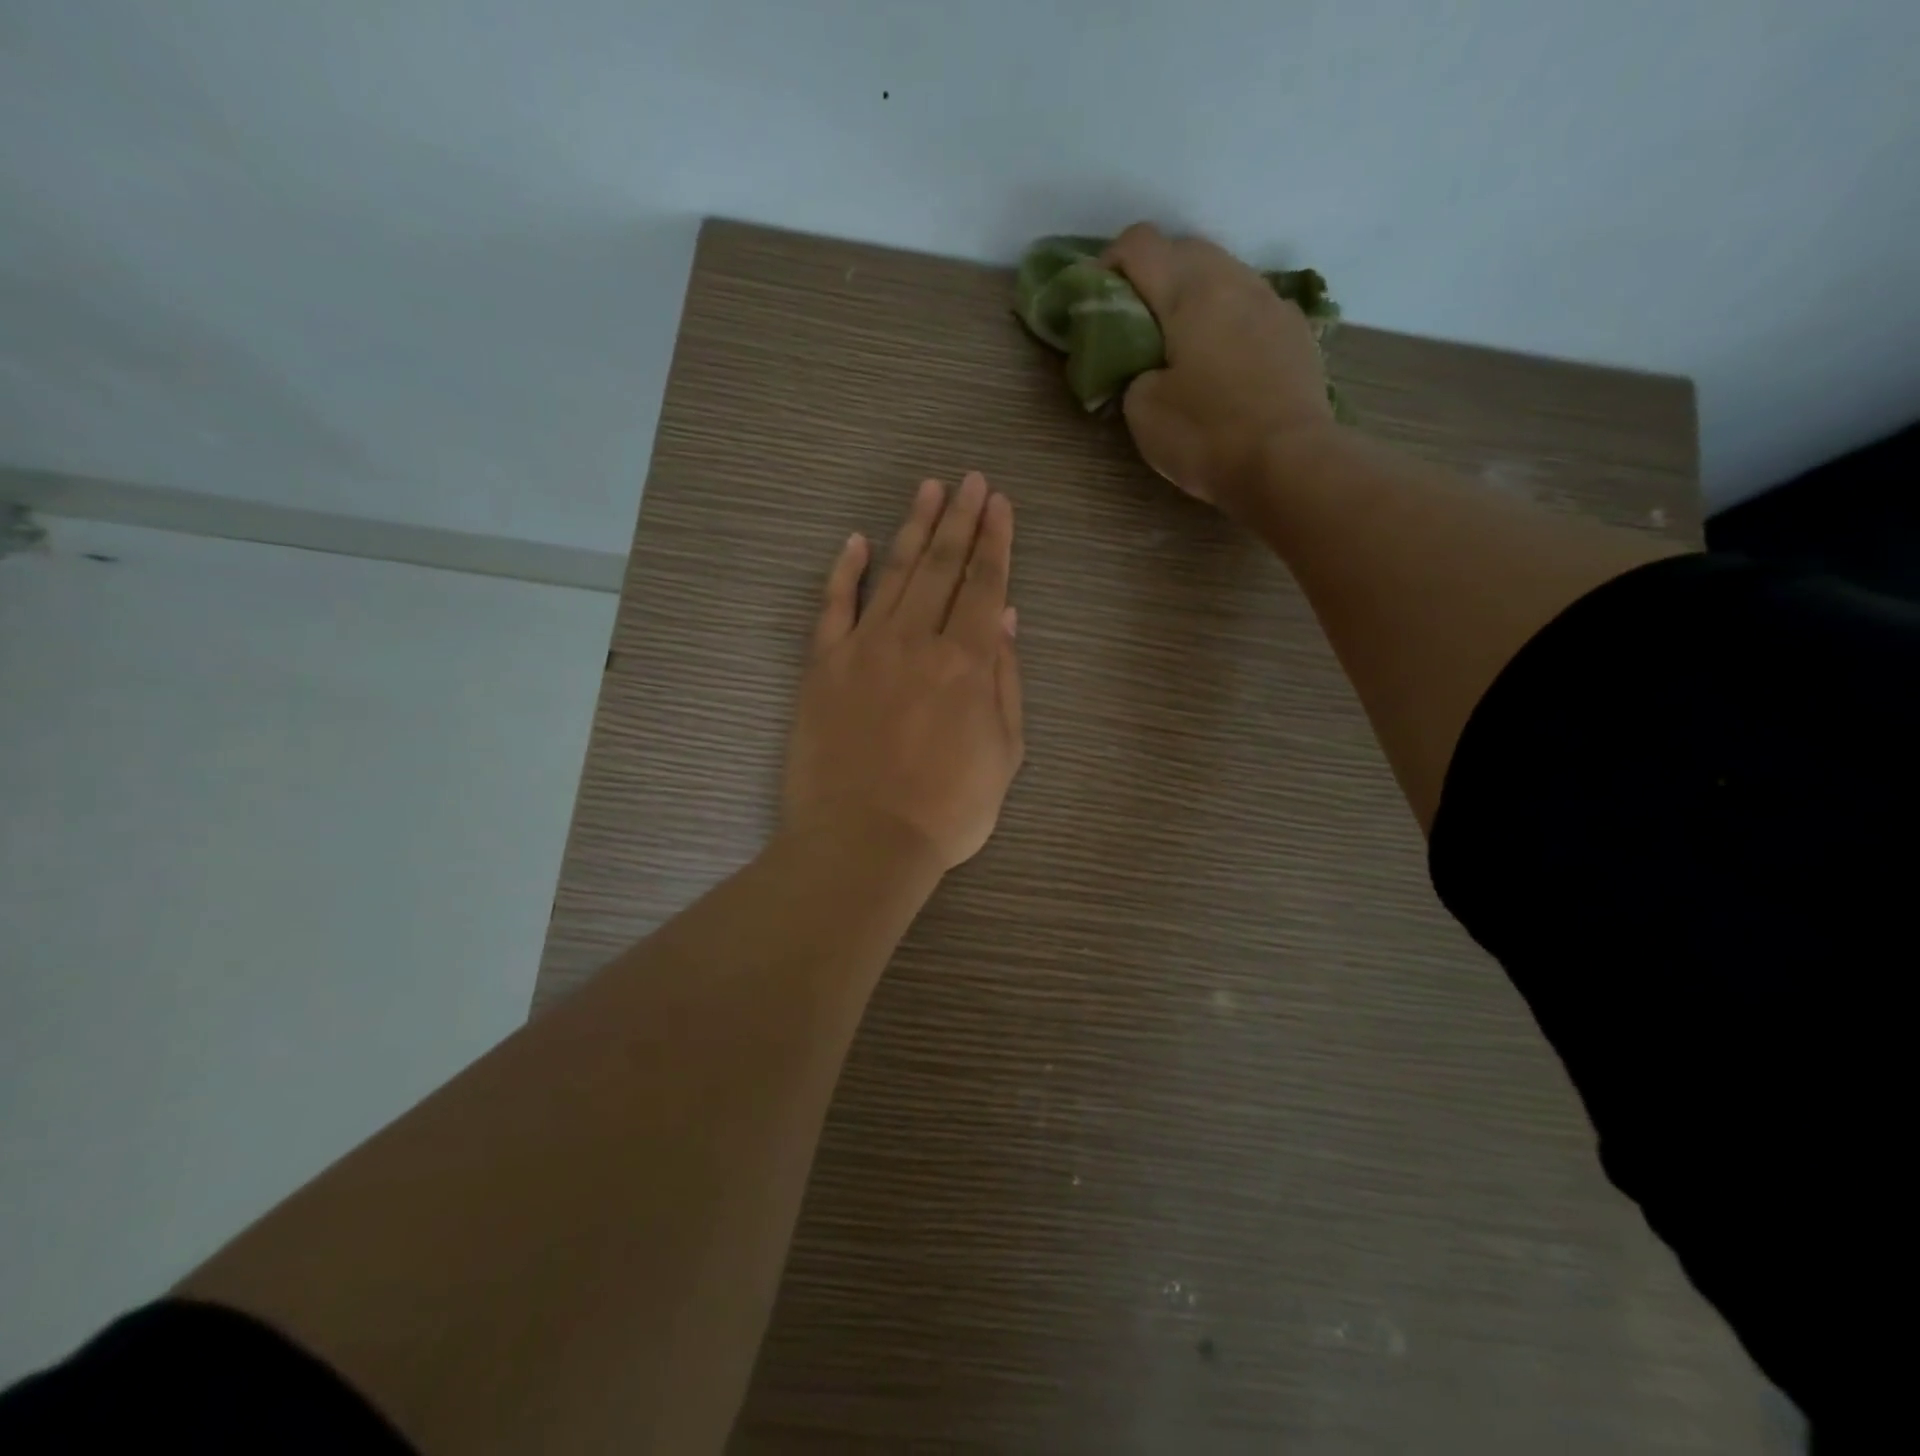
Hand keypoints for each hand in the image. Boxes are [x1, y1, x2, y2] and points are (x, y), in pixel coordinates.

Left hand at [783, 473, 1024, 872]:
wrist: (864, 841)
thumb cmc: (948, 809)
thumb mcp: (1004, 752)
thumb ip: (1005, 679)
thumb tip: (1005, 617)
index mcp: (966, 661)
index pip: (983, 584)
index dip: (994, 541)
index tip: (999, 503)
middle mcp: (915, 640)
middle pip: (941, 566)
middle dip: (959, 519)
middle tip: (970, 480)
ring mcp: (863, 649)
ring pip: (892, 574)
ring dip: (912, 528)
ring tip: (928, 490)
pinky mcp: (822, 667)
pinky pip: (833, 607)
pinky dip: (845, 571)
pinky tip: (856, 541)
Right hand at [1102, 222, 1335, 515]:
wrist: (1288, 463)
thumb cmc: (1206, 434)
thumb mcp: (1142, 410)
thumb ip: (1133, 372)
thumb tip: (1148, 367)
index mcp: (1189, 290)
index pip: (1139, 244)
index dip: (1109, 262)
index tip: (1096, 299)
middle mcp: (1234, 279)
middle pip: (1185, 248)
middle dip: (1153, 274)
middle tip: (1134, 321)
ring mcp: (1272, 302)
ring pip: (1223, 273)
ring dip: (1193, 294)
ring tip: (1179, 339)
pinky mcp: (1295, 332)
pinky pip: (1251, 305)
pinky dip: (1226, 317)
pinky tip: (1221, 358)